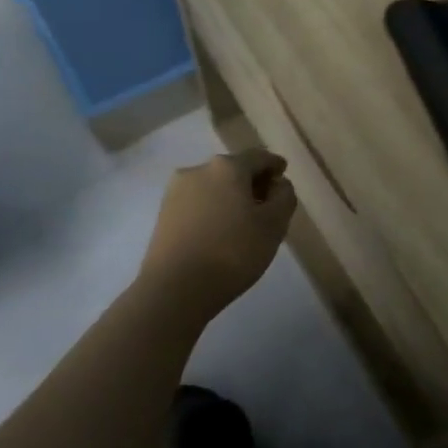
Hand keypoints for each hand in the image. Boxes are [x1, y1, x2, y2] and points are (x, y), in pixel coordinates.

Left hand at [135, 149, 296, 326]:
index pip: (259, 157)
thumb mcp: (274, 225)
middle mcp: (198, 170)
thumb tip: (278, 184)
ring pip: (213, 187)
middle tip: (267, 206)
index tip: (283, 176)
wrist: (174, 290)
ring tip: (243, 223)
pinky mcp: (162, 214)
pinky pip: (197, 204)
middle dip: (252, 183)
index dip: (275, 165)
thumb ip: (284, 197)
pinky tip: (220, 233)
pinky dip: (212, 211)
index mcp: (227, 167)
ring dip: (231, 198)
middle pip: (234, 170)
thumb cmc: (232, 252)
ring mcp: (176, 192)